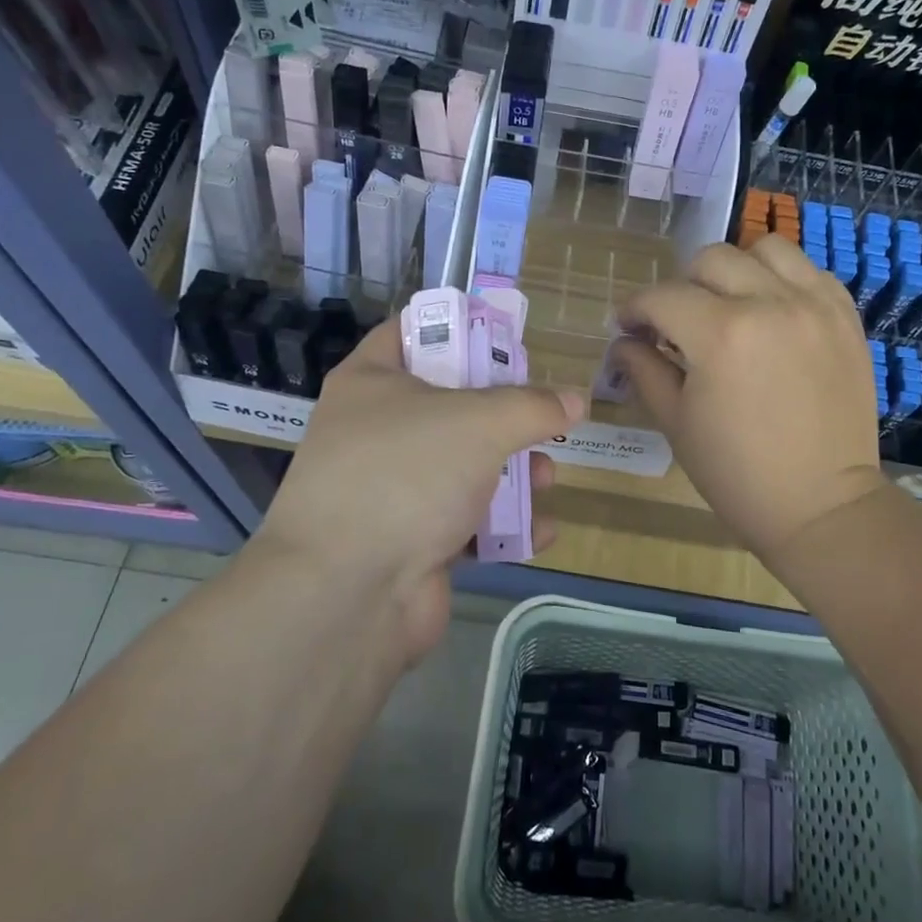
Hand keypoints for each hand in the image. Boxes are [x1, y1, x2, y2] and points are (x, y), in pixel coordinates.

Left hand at [250, 319, 583, 660]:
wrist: (346, 594)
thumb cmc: (406, 476)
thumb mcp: (479, 424)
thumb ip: (533, 406)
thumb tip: (576, 401)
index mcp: (372, 382)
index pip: (413, 331)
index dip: (461, 327)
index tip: (508, 338)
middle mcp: (376, 430)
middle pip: (451, 403)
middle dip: (504, 415)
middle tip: (541, 415)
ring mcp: (391, 489)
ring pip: (463, 465)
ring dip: (512, 473)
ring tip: (546, 478)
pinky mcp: (409, 541)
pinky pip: (464, 521)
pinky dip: (501, 526)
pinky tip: (540, 532)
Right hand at [613, 236, 888, 560]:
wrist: (822, 506)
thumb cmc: (737, 474)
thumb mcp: (676, 423)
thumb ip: (644, 369)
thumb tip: (624, 341)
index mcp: (721, 335)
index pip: (662, 297)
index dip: (635, 309)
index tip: (630, 327)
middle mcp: (770, 303)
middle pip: (710, 259)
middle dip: (681, 287)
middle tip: (678, 322)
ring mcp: (814, 305)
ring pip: (765, 249)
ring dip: (736, 270)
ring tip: (730, 305)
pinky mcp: (845, 316)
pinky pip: (808, 270)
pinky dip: (782, 279)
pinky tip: (772, 312)